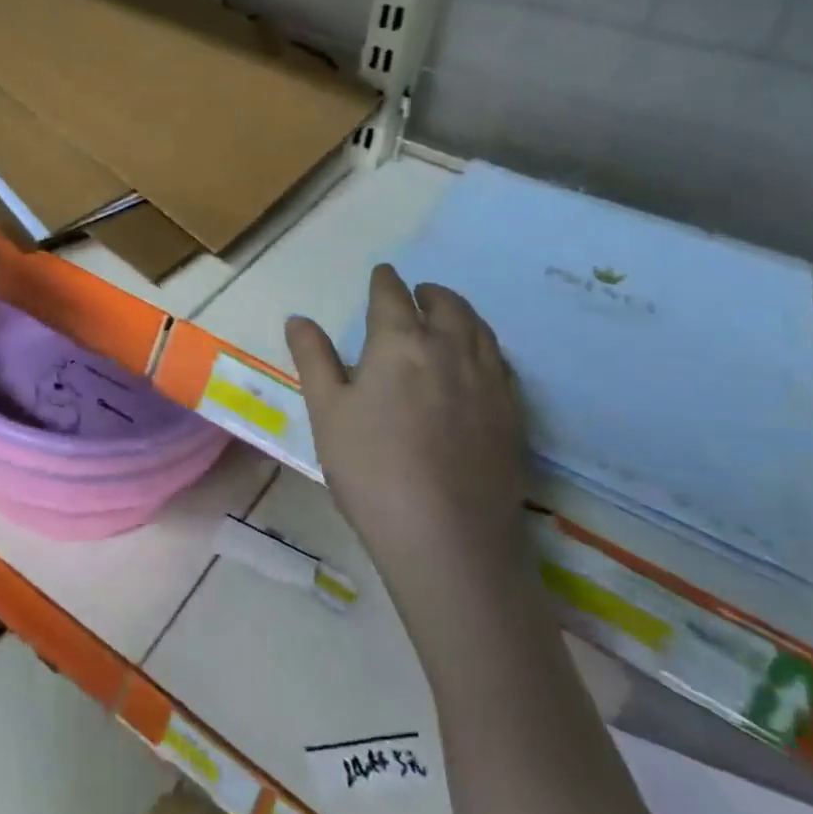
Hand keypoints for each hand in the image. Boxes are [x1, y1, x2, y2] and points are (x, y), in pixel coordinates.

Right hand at [285, 266, 526, 570]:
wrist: (449, 540)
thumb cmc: (371, 470)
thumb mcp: (326, 411)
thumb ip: (314, 358)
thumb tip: (299, 319)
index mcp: (400, 343)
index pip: (392, 296)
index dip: (384, 281)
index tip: (382, 274)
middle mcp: (450, 350)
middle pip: (446, 305)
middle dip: (429, 293)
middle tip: (417, 294)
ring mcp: (489, 382)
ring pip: (480, 329)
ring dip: (461, 313)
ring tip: (447, 318)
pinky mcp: (513, 415)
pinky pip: (501, 362)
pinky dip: (484, 346)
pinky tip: (476, 364)